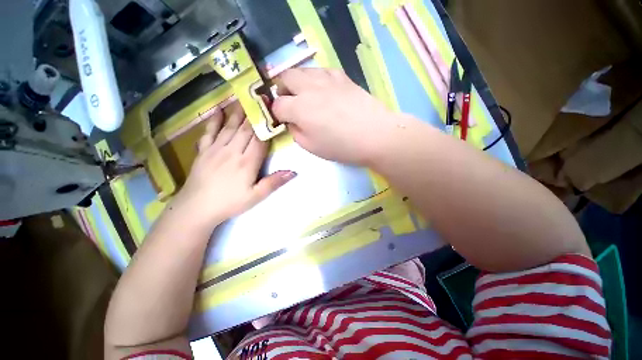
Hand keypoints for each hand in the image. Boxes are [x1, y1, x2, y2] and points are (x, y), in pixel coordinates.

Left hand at [171, 103, 295, 228]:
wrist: (197, 208)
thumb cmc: (229, 203)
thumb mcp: (256, 196)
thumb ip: (274, 182)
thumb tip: (293, 172)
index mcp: (247, 162)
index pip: (260, 140)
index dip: (267, 126)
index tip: (273, 113)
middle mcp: (233, 151)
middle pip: (246, 130)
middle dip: (255, 114)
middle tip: (260, 98)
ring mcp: (216, 149)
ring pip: (230, 127)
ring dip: (238, 113)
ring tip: (245, 99)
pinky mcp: (204, 151)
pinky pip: (209, 132)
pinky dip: (213, 120)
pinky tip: (217, 110)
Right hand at [271, 68, 398, 165]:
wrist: (374, 135)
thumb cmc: (342, 146)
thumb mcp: (312, 147)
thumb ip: (296, 133)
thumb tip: (292, 122)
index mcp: (299, 108)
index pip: (277, 105)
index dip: (277, 114)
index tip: (283, 120)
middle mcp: (309, 87)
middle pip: (285, 77)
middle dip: (282, 90)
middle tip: (290, 103)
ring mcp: (326, 78)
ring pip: (301, 70)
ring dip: (297, 82)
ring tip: (306, 96)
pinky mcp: (341, 76)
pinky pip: (320, 71)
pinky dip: (315, 79)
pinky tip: (323, 91)